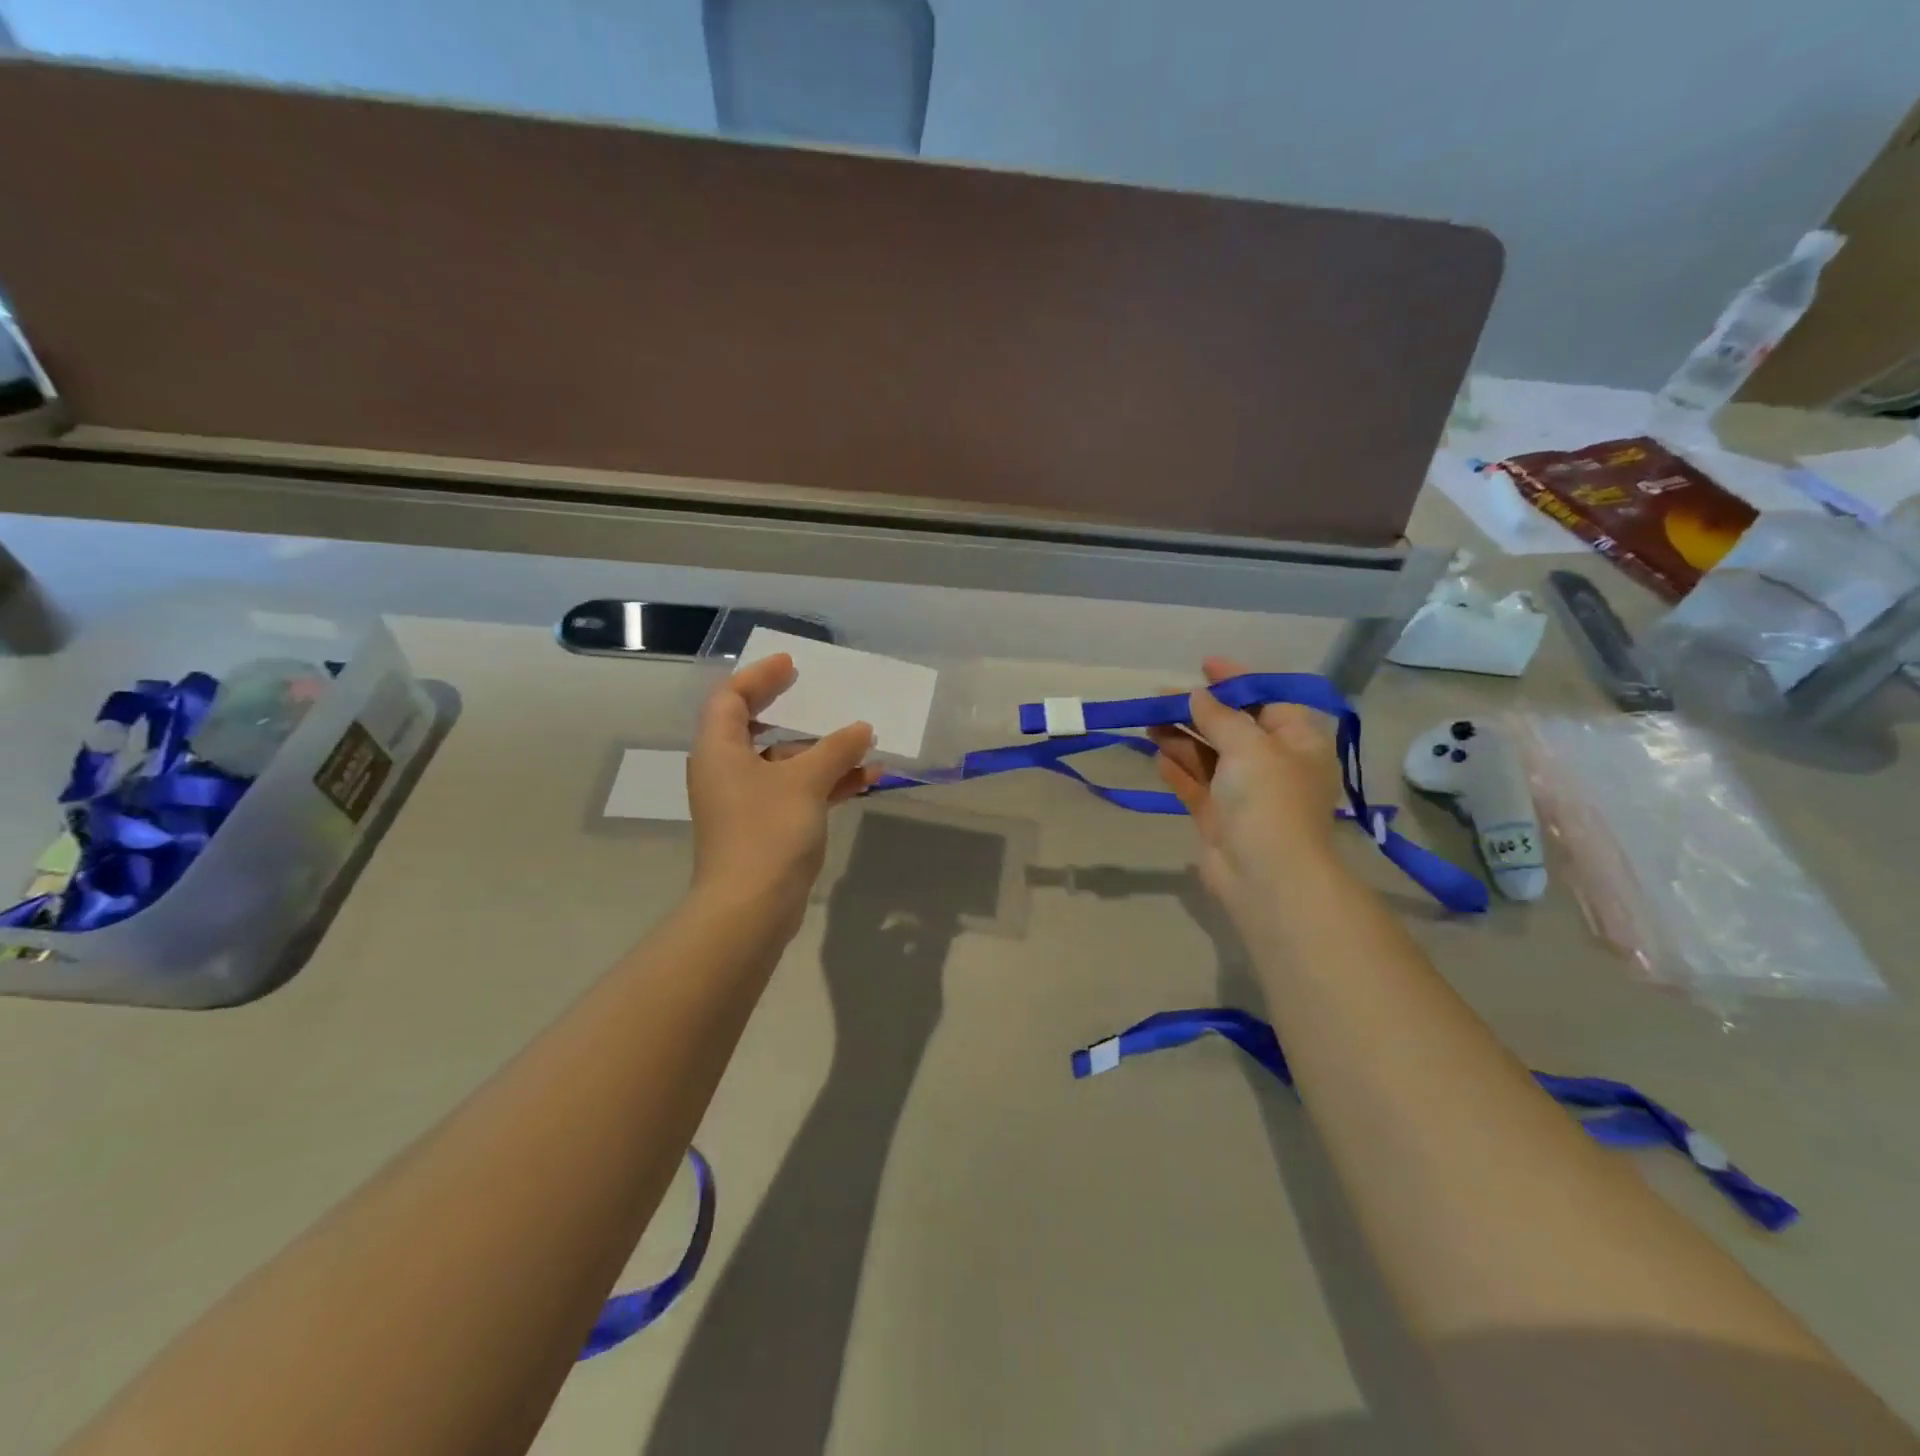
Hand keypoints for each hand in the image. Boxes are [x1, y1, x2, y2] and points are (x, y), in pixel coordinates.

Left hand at [687, 654, 877, 915]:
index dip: (759, 676)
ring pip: (783, 763)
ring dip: (821, 752)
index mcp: (719, 750)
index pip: (730, 697)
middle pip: (757, 728)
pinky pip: (796, 792)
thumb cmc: (767, 832)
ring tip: (863, 743)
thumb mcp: (805, 781)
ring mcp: (745, 802)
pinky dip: (825, 783)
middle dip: (794, 713)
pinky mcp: (764, 827)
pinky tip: (866, 780)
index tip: (792, 666)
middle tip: (822, 696)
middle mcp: (726, 771)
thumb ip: (835, 749)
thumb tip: (861, 729)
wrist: (750, 909)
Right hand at [1147, 656, 1342, 917]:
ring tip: (1148, 723)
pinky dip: (1178, 769)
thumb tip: (1197, 696)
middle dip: (1198, 711)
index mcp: (1297, 742)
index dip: (1237, 681)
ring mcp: (1245, 793)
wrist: (1266, 876)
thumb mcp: (1249, 745)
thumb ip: (1220, 716)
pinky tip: (1156, 755)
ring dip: (1181, 738)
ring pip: (1209, 756)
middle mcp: (1273, 764)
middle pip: (1232, 727)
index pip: (1267, 700)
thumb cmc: (1268, 799)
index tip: (1205, 665)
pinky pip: (1196, 785)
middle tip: (1160, 697)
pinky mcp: (1219, 817)